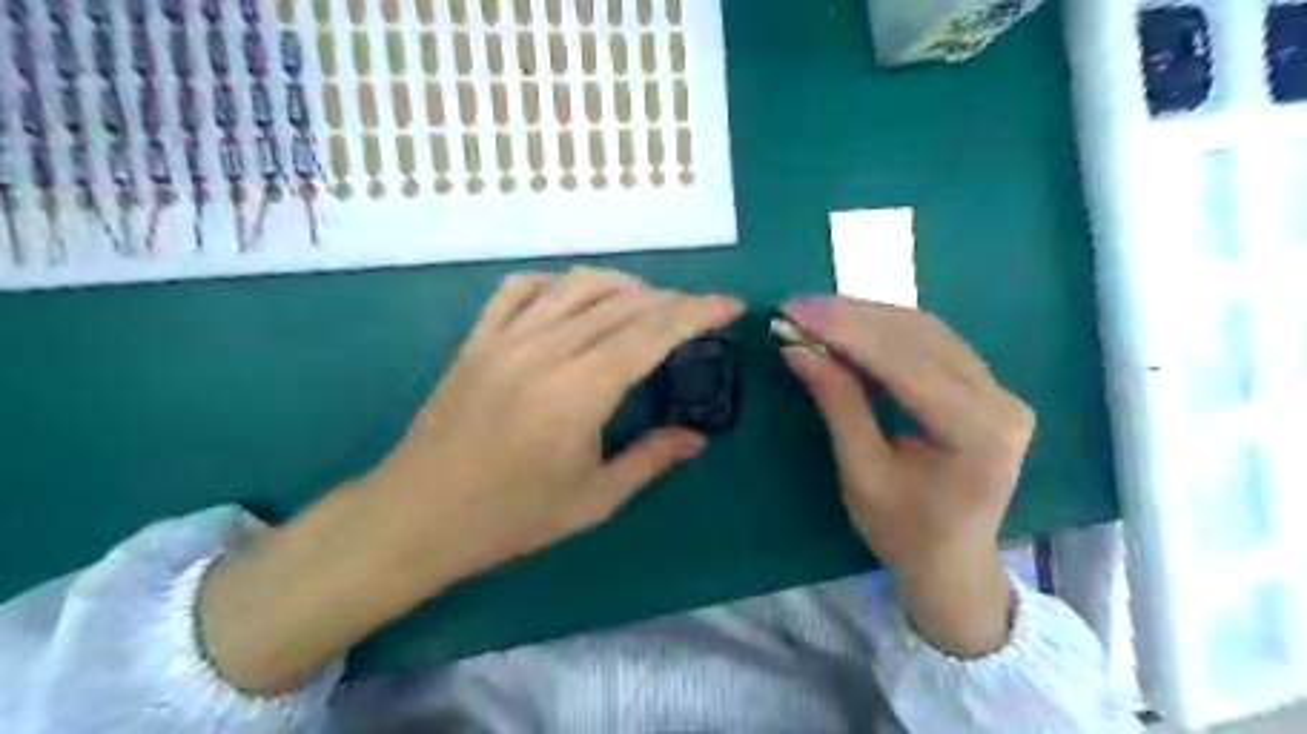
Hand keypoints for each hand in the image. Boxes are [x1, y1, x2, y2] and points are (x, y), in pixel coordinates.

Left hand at [368, 269, 743, 584]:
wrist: (418, 516)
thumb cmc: (510, 518)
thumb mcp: (592, 500)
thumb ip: (650, 460)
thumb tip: (696, 439)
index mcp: (579, 391)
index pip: (652, 333)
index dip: (697, 312)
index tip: (730, 305)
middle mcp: (545, 350)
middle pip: (622, 303)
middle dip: (670, 301)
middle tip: (696, 314)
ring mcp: (505, 338)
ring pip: (576, 286)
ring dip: (621, 286)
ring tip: (646, 304)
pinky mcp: (476, 339)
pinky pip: (520, 289)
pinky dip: (557, 284)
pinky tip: (573, 300)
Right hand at [778, 295, 1036, 656]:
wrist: (953, 562)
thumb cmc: (903, 532)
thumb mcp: (862, 474)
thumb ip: (837, 405)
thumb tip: (799, 349)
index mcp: (978, 435)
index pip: (908, 365)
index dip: (848, 333)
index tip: (796, 312)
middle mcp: (1001, 402)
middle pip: (922, 338)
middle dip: (853, 317)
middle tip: (798, 307)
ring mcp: (1000, 391)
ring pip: (928, 331)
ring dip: (868, 316)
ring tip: (817, 312)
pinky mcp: (988, 387)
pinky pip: (934, 342)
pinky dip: (886, 329)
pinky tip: (851, 324)